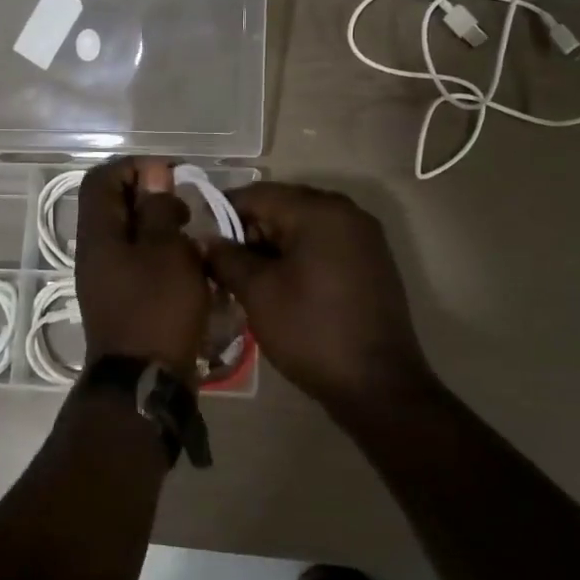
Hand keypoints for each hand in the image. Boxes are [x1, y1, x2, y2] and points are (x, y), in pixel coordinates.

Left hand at [75, 158, 210, 380]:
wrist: (144, 381)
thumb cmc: (157, 309)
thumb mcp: (166, 251)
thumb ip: (158, 210)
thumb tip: (153, 176)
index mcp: (98, 234)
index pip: (102, 179)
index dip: (134, 167)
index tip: (171, 176)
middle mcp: (95, 252)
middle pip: (115, 206)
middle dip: (152, 198)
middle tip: (186, 209)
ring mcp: (107, 278)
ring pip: (130, 236)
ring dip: (160, 229)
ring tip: (193, 239)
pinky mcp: (122, 300)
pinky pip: (138, 263)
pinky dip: (162, 256)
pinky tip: (189, 268)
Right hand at [204, 183, 435, 411]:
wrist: (378, 385)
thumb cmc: (311, 332)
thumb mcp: (258, 293)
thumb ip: (227, 258)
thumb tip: (206, 240)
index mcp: (320, 211)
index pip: (258, 194)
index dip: (224, 213)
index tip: (202, 242)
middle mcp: (347, 212)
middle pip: (284, 206)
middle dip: (250, 232)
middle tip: (224, 266)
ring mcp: (365, 237)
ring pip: (304, 227)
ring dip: (274, 246)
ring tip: (249, 280)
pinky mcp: (373, 261)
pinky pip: (326, 244)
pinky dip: (300, 256)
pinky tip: (283, 286)